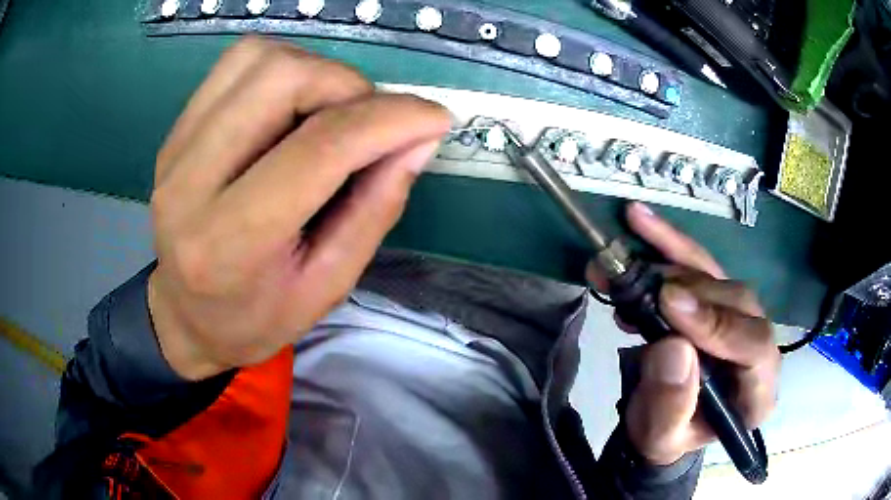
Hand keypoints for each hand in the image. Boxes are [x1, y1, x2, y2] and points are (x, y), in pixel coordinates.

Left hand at [147, 37, 450, 379]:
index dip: (389, 120)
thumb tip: (420, 139)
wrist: (186, 315)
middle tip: (370, 124)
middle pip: (283, 79)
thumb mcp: (328, 286)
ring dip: (316, 72)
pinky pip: (237, 62)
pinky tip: (294, 104)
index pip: (318, 149)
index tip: (435, 118)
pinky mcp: (176, 129)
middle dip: (349, 87)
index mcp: (228, 243)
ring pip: (259, 58)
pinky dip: (284, 67)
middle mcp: (190, 182)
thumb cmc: (256, 317)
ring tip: (331, 113)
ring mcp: (176, 147)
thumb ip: (375, 208)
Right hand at [589, 202, 780, 465]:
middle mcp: (756, 345)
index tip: (670, 306)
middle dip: (688, 290)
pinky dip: (668, 244)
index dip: (718, 324)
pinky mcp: (715, 299)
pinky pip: (697, 264)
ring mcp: (737, 316)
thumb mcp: (660, 437)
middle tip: (641, 284)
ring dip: (669, 259)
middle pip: (737, 301)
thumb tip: (673, 348)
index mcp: (757, 390)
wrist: (660, 421)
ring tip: (624, 255)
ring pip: (715, 275)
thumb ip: (670, 405)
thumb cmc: (666, 436)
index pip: (755, 347)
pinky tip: (640, 225)